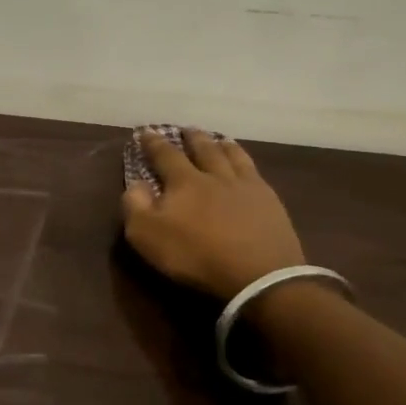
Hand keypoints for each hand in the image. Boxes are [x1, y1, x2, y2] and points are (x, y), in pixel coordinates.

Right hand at [121, 130, 305, 298]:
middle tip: (187, 129)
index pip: (165, 155)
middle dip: (192, 138)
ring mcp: (246, 187)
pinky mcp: (270, 202)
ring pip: (232, 156)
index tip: (146, 132)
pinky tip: (247, 165)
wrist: (257, 275)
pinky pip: (255, 172)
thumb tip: (135, 183)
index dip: (154, 143)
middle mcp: (215, 176)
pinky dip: (245, 161)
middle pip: (203, 149)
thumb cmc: (196, 255)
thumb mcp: (147, 235)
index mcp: (184, 182)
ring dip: (222, 145)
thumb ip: (135, 205)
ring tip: (218, 138)